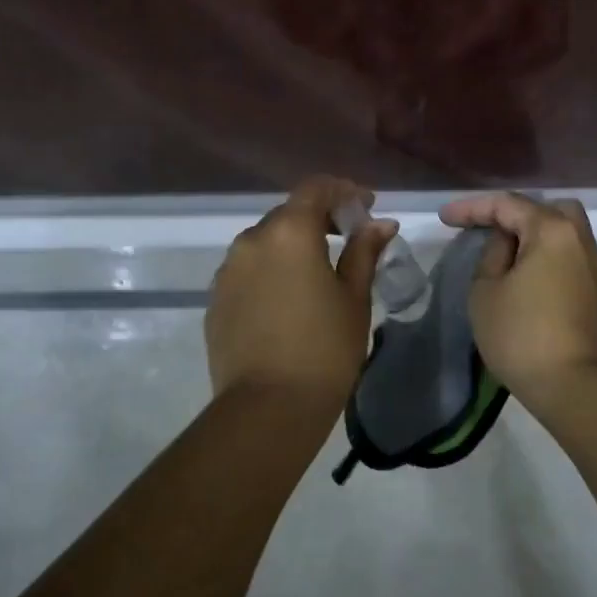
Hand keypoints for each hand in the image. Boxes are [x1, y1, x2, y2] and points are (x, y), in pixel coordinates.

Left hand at [206, 176, 395, 412]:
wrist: (267, 407)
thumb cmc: (325, 349)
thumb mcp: (354, 298)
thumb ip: (364, 252)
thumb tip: (380, 224)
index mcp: (289, 232)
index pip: (316, 188)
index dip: (344, 191)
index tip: (366, 208)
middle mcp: (252, 240)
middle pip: (288, 213)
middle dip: (320, 218)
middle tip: (348, 238)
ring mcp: (228, 270)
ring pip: (266, 242)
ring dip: (293, 245)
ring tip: (318, 271)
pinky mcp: (215, 299)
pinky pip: (249, 270)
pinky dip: (272, 270)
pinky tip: (289, 298)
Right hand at [438, 192, 596, 404]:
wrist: (574, 385)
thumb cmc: (521, 335)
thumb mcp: (486, 291)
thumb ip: (492, 254)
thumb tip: (506, 243)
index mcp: (552, 230)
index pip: (508, 205)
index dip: (472, 208)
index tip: (445, 217)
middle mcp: (579, 239)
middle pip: (546, 209)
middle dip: (512, 213)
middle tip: (484, 229)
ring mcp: (593, 265)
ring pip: (561, 232)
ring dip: (531, 234)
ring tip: (502, 252)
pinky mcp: (595, 290)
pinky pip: (567, 254)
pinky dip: (544, 253)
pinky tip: (524, 271)